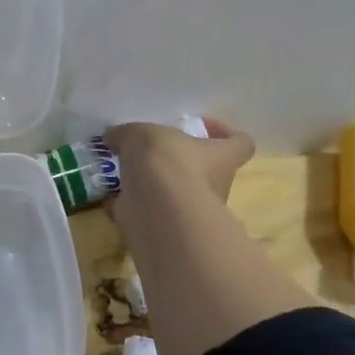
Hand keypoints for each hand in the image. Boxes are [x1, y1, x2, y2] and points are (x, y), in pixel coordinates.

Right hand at [105, 117, 255, 222]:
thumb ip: (127, 133)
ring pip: (179, 193)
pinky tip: (114, 193)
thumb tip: (114, 135)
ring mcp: (193, 210)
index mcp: (222, 157)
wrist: (156, 209)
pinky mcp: (169, 227)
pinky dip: (136, 204)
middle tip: (153, 151)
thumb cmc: (167, 161)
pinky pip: (154, 211)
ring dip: (157, 184)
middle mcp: (215, 185)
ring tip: (127, 171)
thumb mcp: (141, 133)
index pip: (240, 143)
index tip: (201, 127)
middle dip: (182, 162)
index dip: (225, 133)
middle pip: (207, 170)